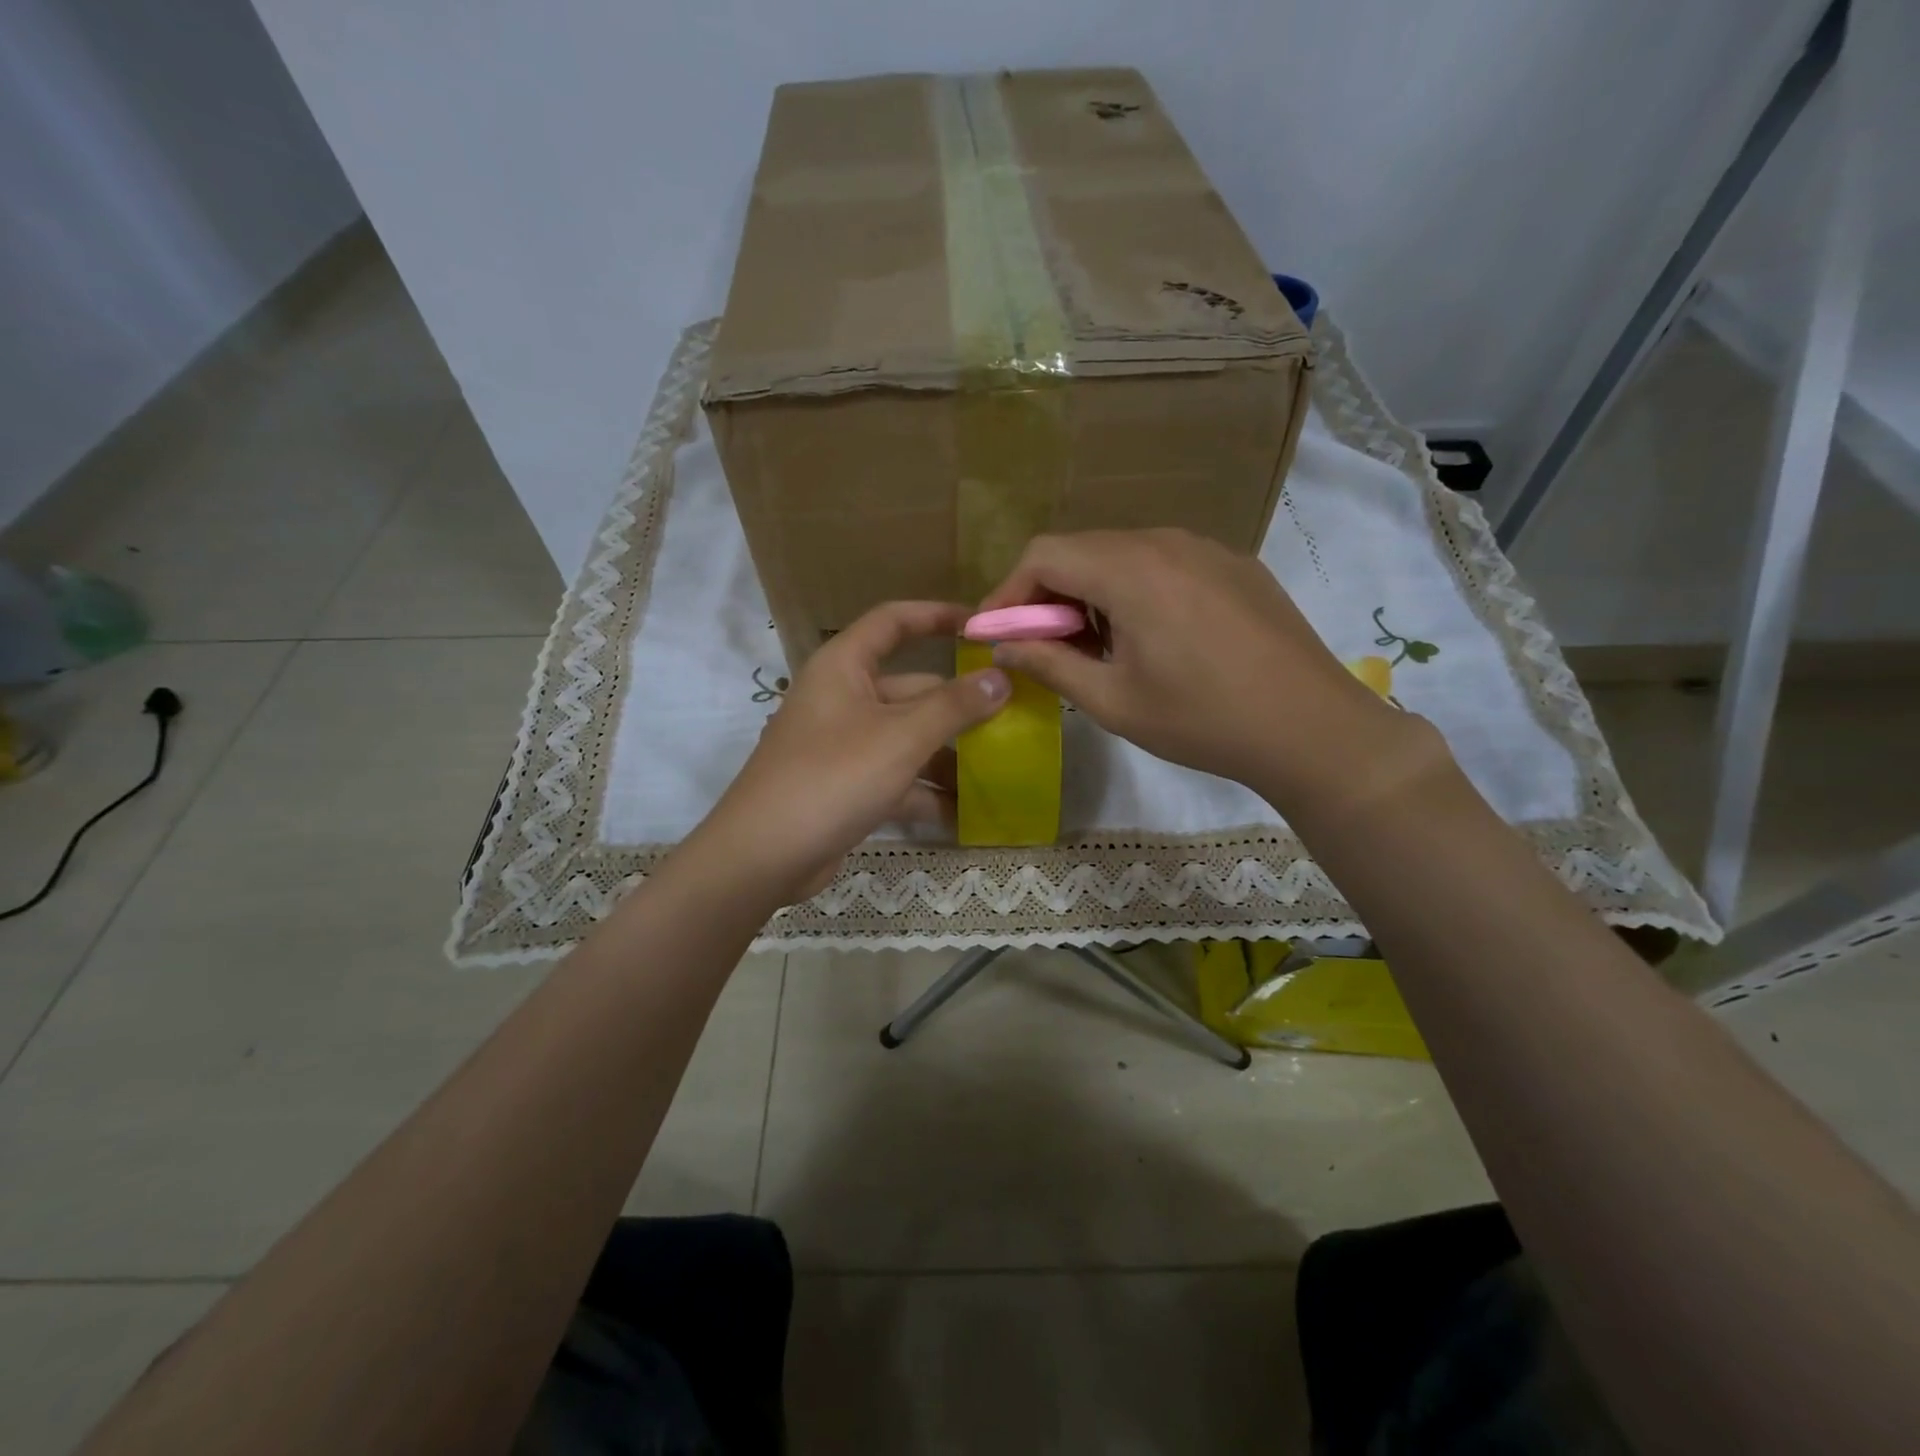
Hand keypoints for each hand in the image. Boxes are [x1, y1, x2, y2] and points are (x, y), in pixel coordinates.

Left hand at [694, 601, 1009, 903]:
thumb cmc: (833, 776)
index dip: (936, 616)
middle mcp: (842, 698)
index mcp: (844, 667)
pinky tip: (965, 813)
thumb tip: (1000, 677)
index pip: (893, 622)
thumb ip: (954, 706)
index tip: (981, 625)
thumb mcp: (901, 737)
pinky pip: (895, 777)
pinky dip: (925, 792)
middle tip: (1012, 715)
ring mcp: (843, 745)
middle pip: (910, 688)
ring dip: (947, 754)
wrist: (764, 855)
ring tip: (1000, 768)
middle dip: (958, 704)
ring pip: (906, 737)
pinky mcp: (845, 786)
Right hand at [981, 529, 1435, 815]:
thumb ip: (1050, 664)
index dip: (1009, 592)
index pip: (1044, 554)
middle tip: (1044, 646)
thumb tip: (1004, 645)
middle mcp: (1165, 541)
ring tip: (1098, 648)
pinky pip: (1162, 562)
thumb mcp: (1113, 701)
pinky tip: (1149, 638)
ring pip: (1121, 553)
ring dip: (1091, 592)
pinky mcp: (1232, 564)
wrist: (1311, 727)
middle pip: (1081, 549)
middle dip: (1048, 595)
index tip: (997, 633)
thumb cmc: (1202, 720)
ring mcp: (1205, 548)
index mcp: (1131, 570)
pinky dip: (1133, 589)